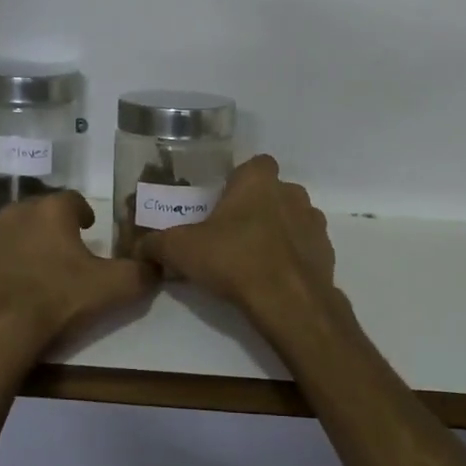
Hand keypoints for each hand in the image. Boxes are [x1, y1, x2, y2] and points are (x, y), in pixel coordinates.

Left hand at [0, 190, 155, 360]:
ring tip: (32, 271)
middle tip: (63, 255)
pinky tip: (3, 285)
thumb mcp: (112, 289)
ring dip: (22, 242)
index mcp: (52, 211)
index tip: (89, 231)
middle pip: (40, 213)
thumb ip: (141, 273)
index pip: (74, 201)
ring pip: (10, 230)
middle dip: (52, 228)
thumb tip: (156, 265)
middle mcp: (16, 211)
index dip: (84, 214)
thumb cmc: (56, 302)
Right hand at [135, 155, 339, 335]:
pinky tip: (271, 278)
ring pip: (290, 219)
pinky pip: (303, 248)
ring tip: (251, 259)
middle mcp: (292, 193)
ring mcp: (314, 222)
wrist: (289, 301)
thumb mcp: (181, 250)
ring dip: (275, 232)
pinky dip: (291, 257)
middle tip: (229, 233)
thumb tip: (138, 248)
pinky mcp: (326, 252)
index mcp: (259, 180)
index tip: (221, 202)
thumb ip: (157, 244)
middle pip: (271, 192)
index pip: (254, 164)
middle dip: (255, 208)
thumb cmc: (234, 259)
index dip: (238, 181)